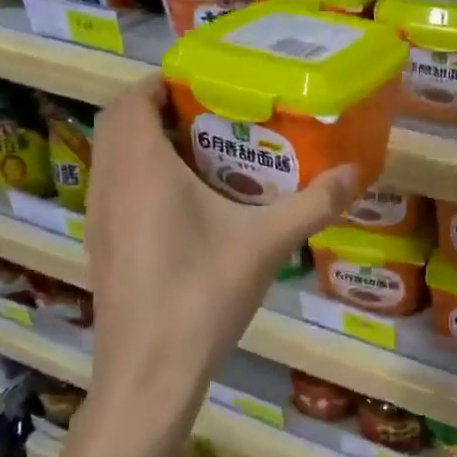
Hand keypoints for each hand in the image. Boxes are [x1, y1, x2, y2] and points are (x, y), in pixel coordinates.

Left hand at [77, 81, 356, 437]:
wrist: (148, 373)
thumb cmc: (202, 295)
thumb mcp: (267, 244)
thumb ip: (314, 204)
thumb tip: (357, 173)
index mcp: (140, 168)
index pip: (132, 99)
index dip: (161, 82)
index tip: (205, 84)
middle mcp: (109, 184)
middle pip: (120, 125)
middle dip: (161, 111)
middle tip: (215, 116)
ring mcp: (98, 219)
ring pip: (115, 160)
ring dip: (150, 146)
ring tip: (208, 155)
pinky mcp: (100, 247)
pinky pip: (116, 191)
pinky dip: (144, 179)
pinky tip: (189, 208)